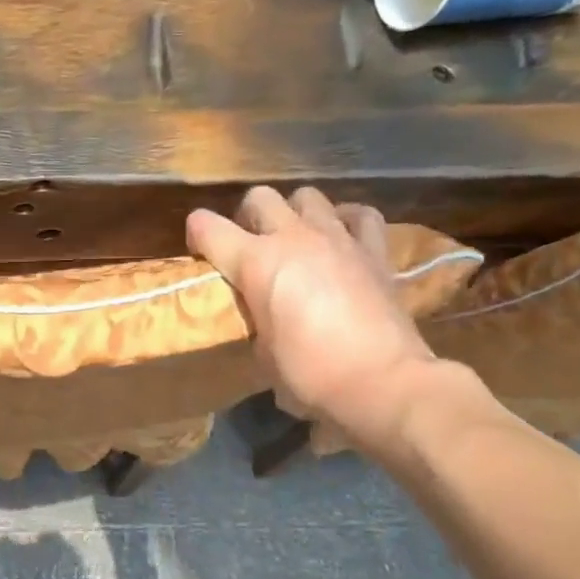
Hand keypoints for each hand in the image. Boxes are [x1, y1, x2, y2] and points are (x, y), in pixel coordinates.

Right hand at [186, 187, 438, 442]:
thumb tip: (263, 318)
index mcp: (255, 262)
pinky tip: (341, 238)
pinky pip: (360, 215)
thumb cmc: (310, 374)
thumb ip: (255, 320)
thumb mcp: (262, 352)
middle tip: (250, 246)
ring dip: (294, 214)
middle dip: (247, 217)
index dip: (197, 235)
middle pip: (259, 198)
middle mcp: (293, 237)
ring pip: (307, 196)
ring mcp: (337, 238)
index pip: (206, 226)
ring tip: (296, 240)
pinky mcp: (374, 250)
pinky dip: (346, 221)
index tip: (201, 253)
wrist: (382, 382)